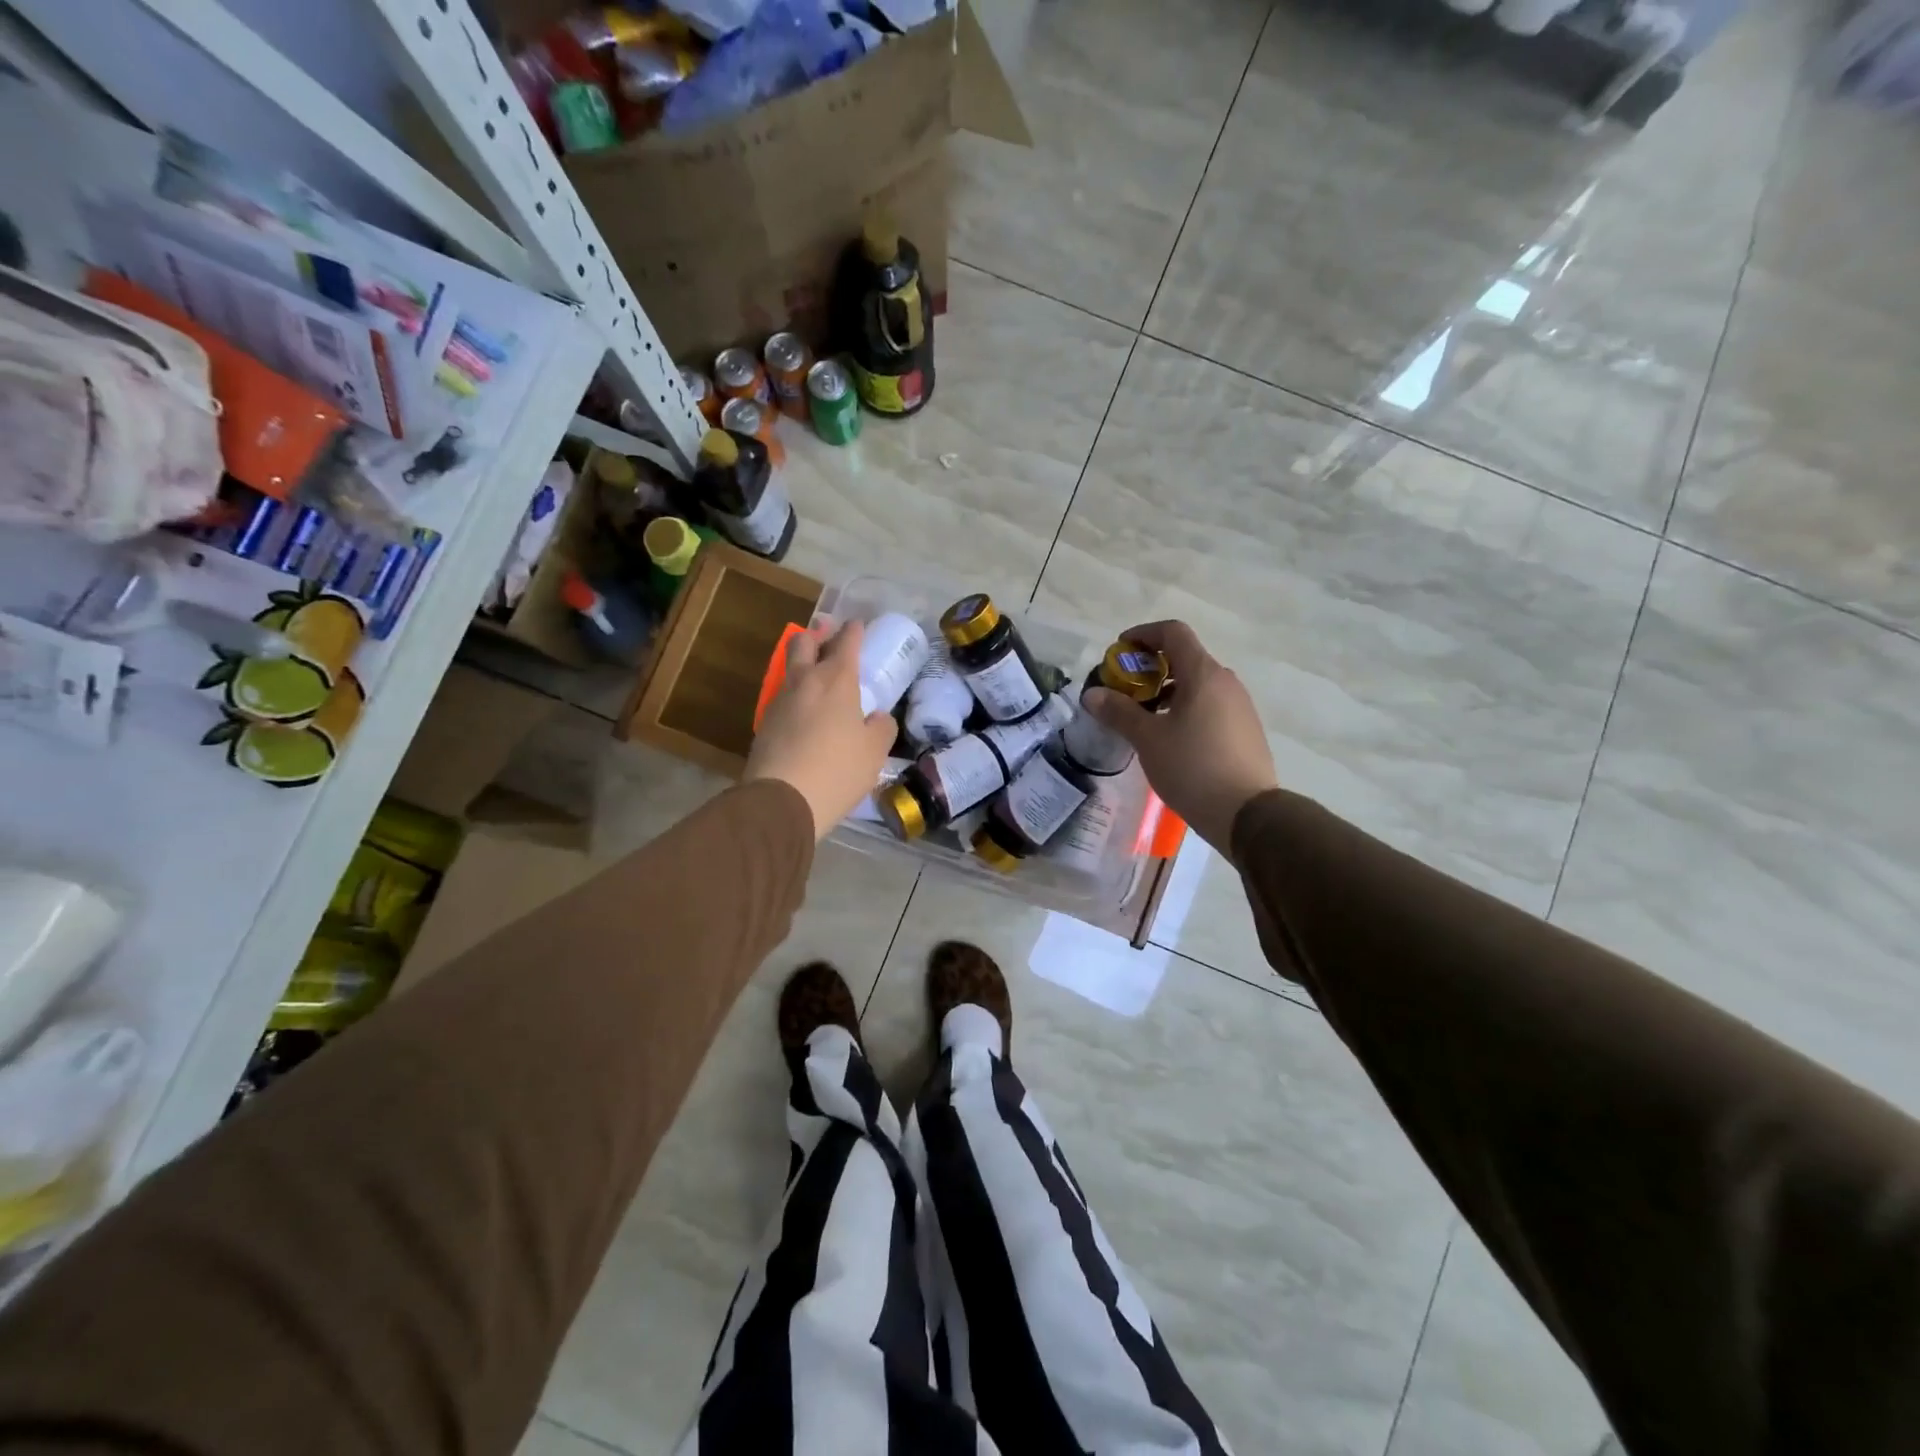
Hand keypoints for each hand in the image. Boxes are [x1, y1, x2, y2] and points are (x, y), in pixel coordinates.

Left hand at [744, 620, 897, 839]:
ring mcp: (779, 701)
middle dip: (817, 634)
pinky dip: (796, 693)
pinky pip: (783, 696)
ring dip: (803, 662)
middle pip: (804, 642)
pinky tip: (805, 709)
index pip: (846, 641)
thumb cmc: (838, 770)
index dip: (854, 630)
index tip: (858, 625)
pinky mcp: (764, 723)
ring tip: (817, 672)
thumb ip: (881, 727)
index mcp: (836, 680)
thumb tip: (877, 717)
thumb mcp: (874, 751)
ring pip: (790, 668)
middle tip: (827, 634)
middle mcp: (805, 681)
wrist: (782, 800)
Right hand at [1082, 620, 1277, 858]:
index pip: (1173, 632)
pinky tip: (1171, 738)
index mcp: (1203, 674)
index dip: (1143, 634)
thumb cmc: (1192, 767)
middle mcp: (1226, 682)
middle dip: (1151, 668)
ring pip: (1198, 684)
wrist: (1246, 813)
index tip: (1120, 651)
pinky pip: (1210, 705)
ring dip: (1167, 690)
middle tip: (1125, 690)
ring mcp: (1240, 706)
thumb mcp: (1148, 739)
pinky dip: (1185, 708)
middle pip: (1185, 658)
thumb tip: (1093, 694)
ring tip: (1144, 717)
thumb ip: (1119, 712)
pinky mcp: (1245, 729)